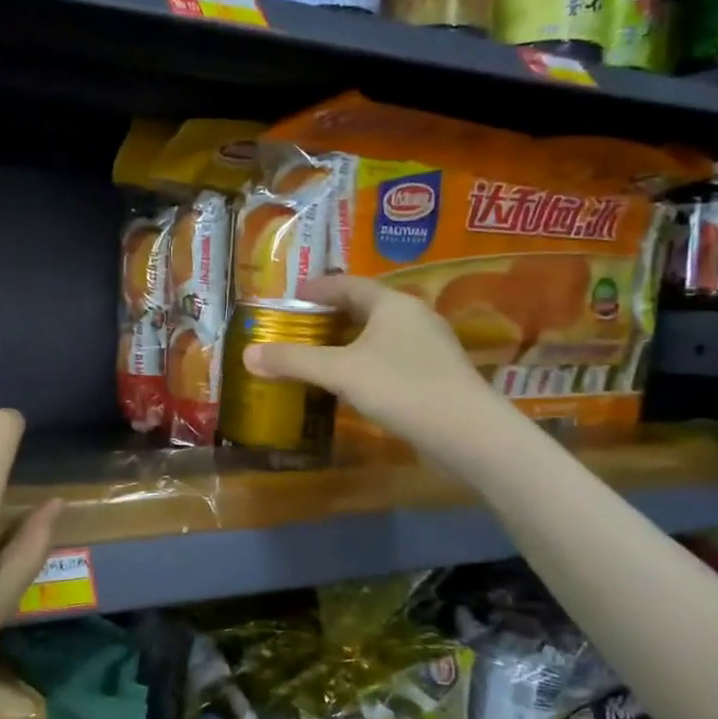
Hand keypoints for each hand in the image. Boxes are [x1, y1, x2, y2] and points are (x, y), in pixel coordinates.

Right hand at [242, 275, 514, 467]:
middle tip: (301, 325)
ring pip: (380, 334)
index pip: (349, 284)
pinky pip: (392, 358)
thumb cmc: (401, 388)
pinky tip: (352, 382)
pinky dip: (366, 362)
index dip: (319, 288)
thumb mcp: (339, 372)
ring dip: (349, 340)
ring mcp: (430, 347)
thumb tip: (248, 354)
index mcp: (393, 304)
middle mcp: (415, 317)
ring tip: (320, 353)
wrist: (469, 434)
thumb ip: (294, 361)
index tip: (292, 297)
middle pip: (366, 307)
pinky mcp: (437, 375)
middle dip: (332, 315)